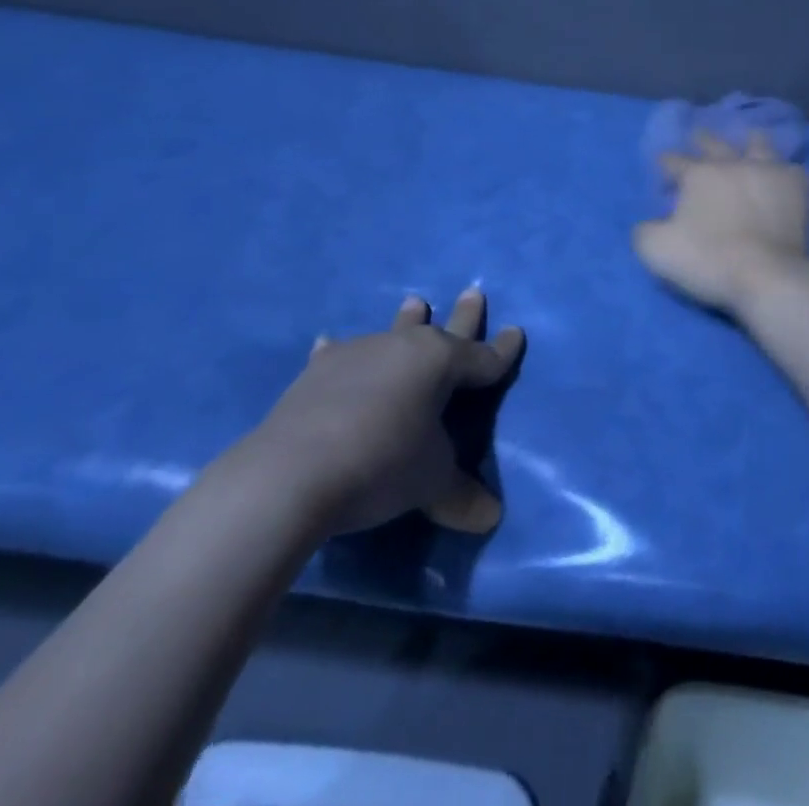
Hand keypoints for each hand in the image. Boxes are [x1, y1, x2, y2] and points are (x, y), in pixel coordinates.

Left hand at [245, 288, 523, 534]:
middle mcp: (405, 348)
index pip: (484, 358)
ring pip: (393, 333)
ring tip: (414, 301)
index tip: (516, 333)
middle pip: (443, 330)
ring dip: (406, 322)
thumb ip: (461, 495)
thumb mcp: (430, 483)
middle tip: (473, 292)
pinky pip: (335, 355)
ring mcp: (359, 355)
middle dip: (464, 315)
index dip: (503, 350)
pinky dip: (337, 352)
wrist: (292, 473)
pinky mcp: (318, 373)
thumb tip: (491, 517)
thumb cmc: (382, 465)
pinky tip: (328, 342)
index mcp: (442, 363)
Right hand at [633, 129, 808, 313]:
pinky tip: (783, 175)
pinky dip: (784, 170)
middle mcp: (732, 164)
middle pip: (715, 144)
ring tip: (749, 142)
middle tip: (699, 136)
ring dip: (750, 142)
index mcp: (698, 175)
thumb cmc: (709, 261)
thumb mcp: (657, 251)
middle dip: (703, 139)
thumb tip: (648, 224)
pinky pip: (791, 168)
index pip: (675, 161)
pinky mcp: (797, 187)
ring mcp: (768, 171)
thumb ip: (645, 231)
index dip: (666, 162)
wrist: (767, 276)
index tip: (662, 164)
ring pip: (758, 144)